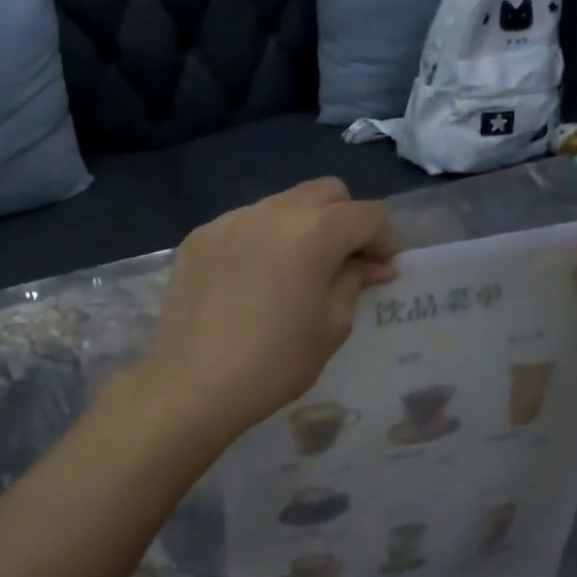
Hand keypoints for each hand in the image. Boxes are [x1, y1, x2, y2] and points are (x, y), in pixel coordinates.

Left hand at [139, 178, 398, 443]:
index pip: (367, 214)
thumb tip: (372, 263)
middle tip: (345, 262)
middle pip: (326, 192)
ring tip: (296, 270)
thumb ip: (355, 281)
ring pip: (282, 204)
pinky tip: (253, 279)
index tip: (382, 270)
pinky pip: (244, 223)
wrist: (192, 383)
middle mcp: (271, 211)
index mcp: (313, 231)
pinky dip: (262, 239)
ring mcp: (229, 220)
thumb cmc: (274, 362)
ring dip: (302, 226)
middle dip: (346, 220)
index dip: (384, 239)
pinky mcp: (199, 237)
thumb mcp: (331, 326)